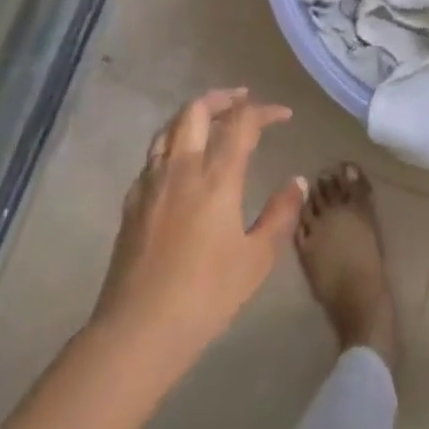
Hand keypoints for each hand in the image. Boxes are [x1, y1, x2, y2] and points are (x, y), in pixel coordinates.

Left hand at [92, 89, 306, 364]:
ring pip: (169, 127)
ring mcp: (151, 183)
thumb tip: (296, 182)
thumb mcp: (257, 259)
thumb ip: (280, 214)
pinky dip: (172, 144)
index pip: (241, 123)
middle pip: (196, 110)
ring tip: (212, 121)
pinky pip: (153, 156)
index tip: (283, 115)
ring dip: (194, 115)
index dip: (264, 111)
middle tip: (243, 100)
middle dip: (222, 97)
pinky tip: (181, 163)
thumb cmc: (206, 295)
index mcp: (216, 177)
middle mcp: (181, 168)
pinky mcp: (131, 203)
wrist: (138, 331)